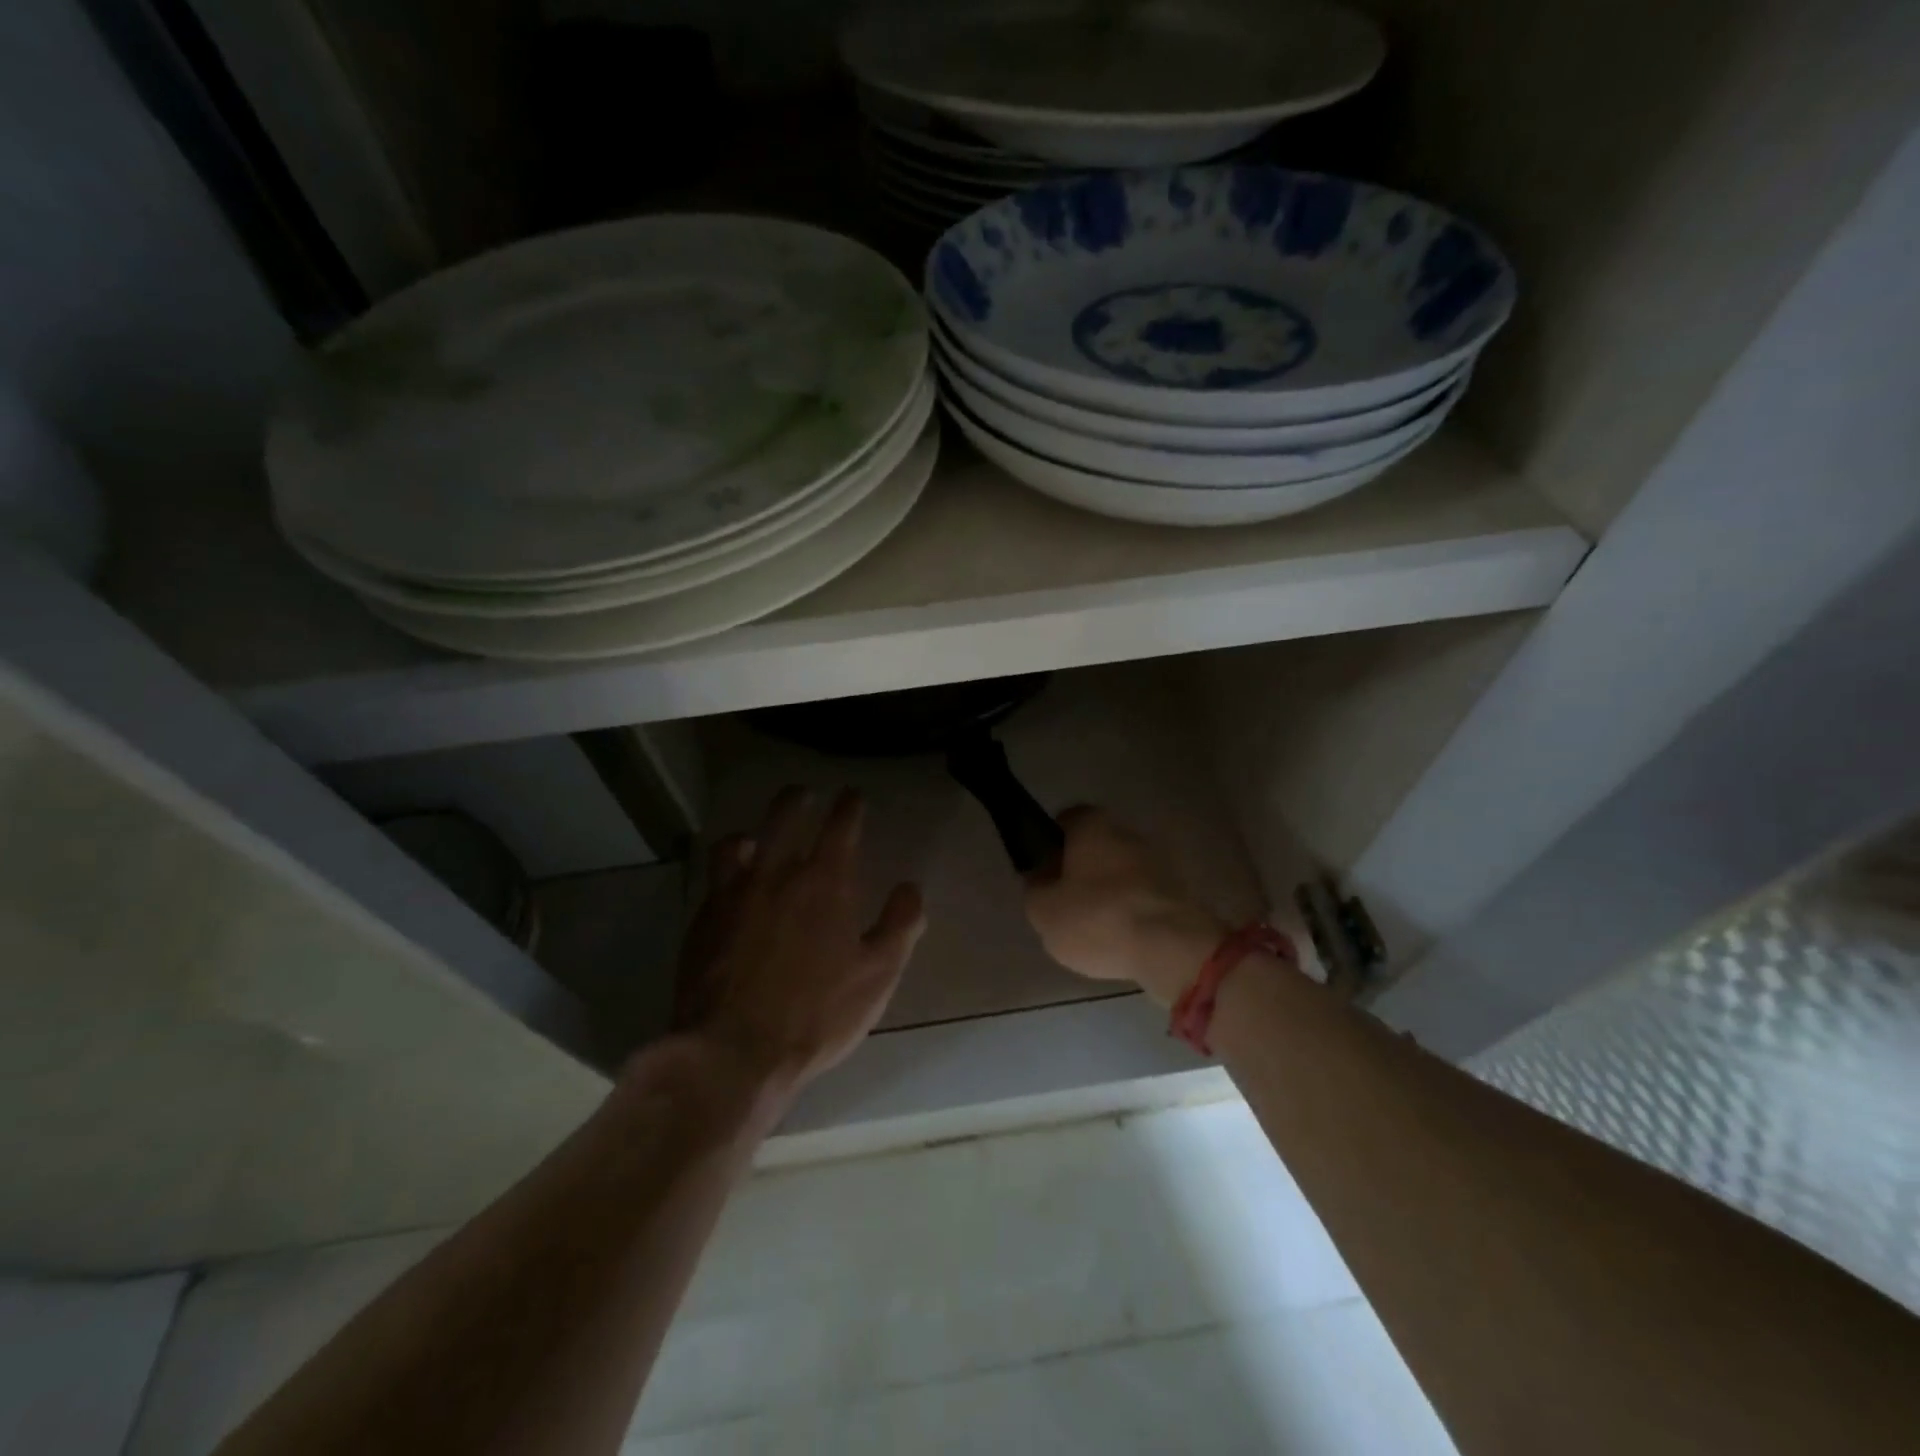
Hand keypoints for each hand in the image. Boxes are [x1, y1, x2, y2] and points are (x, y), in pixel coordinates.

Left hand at [672, 787, 925, 1095]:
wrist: (733, 1052)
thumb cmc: (817, 1014)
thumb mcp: (878, 975)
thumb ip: (900, 925)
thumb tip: (910, 888)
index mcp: (824, 882)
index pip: (840, 826)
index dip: (849, 805)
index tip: (853, 795)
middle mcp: (776, 875)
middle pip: (784, 817)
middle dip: (797, 800)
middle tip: (804, 794)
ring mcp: (733, 895)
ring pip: (738, 842)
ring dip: (754, 833)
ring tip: (758, 839)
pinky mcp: (702, 921)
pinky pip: (714, 880)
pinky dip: (728, 873)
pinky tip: (733, 889)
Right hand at [1024, 806, 1222, 1005]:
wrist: (1172, 948)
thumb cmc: (1098, 918)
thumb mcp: (1044, 911)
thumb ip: (1035, 890)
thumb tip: (1041, 880)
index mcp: (1093, 825)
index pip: (1066, 819)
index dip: (1052, 843)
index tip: (1045, 871)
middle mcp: (1128, 832)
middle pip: (1096, 845)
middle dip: (1082, 868)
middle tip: (1066, 902)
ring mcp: (1158, 860)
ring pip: (1121, 870)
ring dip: (1108, 891)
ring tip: (1095, 927)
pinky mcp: (1179, 890)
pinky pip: (1143, 895)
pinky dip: (1131, 909)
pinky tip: (1122, 937)